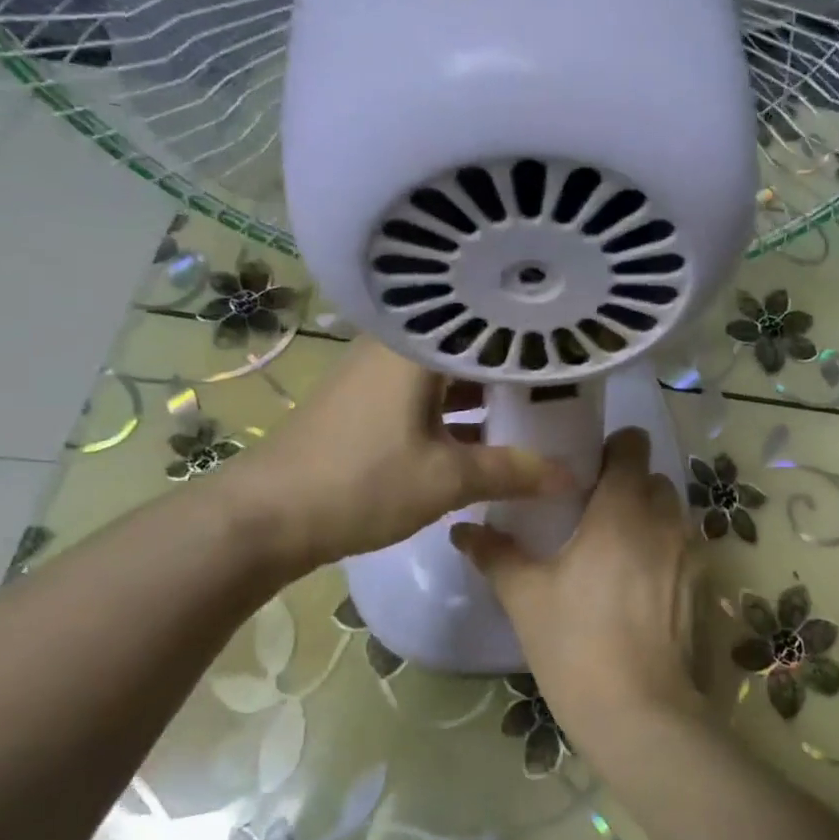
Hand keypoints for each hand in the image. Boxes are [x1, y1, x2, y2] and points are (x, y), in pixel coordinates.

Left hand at [213, 338, 574, 576]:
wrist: (265, 517)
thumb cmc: (361, 483)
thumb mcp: (447, 480)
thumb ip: (514, 472)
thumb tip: (573, 476)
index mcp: (417, 346)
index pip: (489, 323)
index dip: (534, 337)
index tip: (573, 351)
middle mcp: (397, 345)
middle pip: (470, 346)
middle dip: (515, 366)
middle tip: (564, 381)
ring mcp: (378, 373)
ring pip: (448, 371)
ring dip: (487, 391)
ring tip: (537, 407)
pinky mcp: (367, 401)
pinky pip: (428, 392)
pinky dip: (459, 409)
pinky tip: (490, 433)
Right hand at [451, 428, 705, 770]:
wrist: (639, 713)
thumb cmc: (576, 643)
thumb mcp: (525, 596)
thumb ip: (495, 554)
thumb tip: (462, 530)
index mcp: (622, 509)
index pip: (633, 444)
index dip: (613, 447)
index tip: (586, 468)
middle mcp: (664, 520)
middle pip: (653, 477)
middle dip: (627, 484)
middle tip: (591, 510)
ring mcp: (689, 553)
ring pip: (671, 512)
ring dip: (647, 516)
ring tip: (613, 547)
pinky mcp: (700, 585)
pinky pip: (682, 546)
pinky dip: (662, 548)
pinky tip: (636, 584)